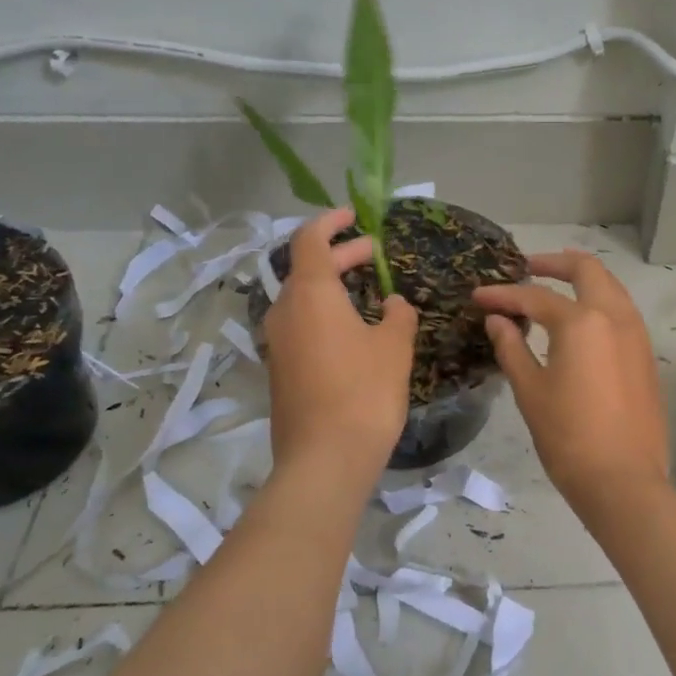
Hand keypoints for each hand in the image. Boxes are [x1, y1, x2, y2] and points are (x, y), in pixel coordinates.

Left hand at [263, 208, 417, 491]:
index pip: (310, 240)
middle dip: (340, 256)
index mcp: (310, 294)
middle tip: (373, 254)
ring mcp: (277, 343)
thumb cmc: (365, 392)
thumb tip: (393, 304)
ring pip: (303, 300)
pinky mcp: (280, 370)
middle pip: (306, 269)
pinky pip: (301, 326)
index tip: (355, 216)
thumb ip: (398, 316)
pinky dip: (325, 314)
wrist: (325, 459)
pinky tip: (354, 331)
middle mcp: (284, 312)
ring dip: (333, 287)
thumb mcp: (394, 347)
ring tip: (368, 291)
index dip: (332, 222)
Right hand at [473, 251, 668, 507]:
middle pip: (587, 269)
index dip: (503, 295)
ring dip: (581, 280)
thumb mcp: (530, 391)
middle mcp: (615, 316)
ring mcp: (637, 335)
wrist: (623, 480)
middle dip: (554, 262)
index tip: (478, 296)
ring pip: (610, 287)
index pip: (535, 297)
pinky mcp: (646, 355)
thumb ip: (512, 347)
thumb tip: (497, 320)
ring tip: (552, 290)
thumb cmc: (568, 437)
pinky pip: (621, 312)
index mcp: (583, 321)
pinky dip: (598, 303)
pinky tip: (578, 322)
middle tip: (526, 268)